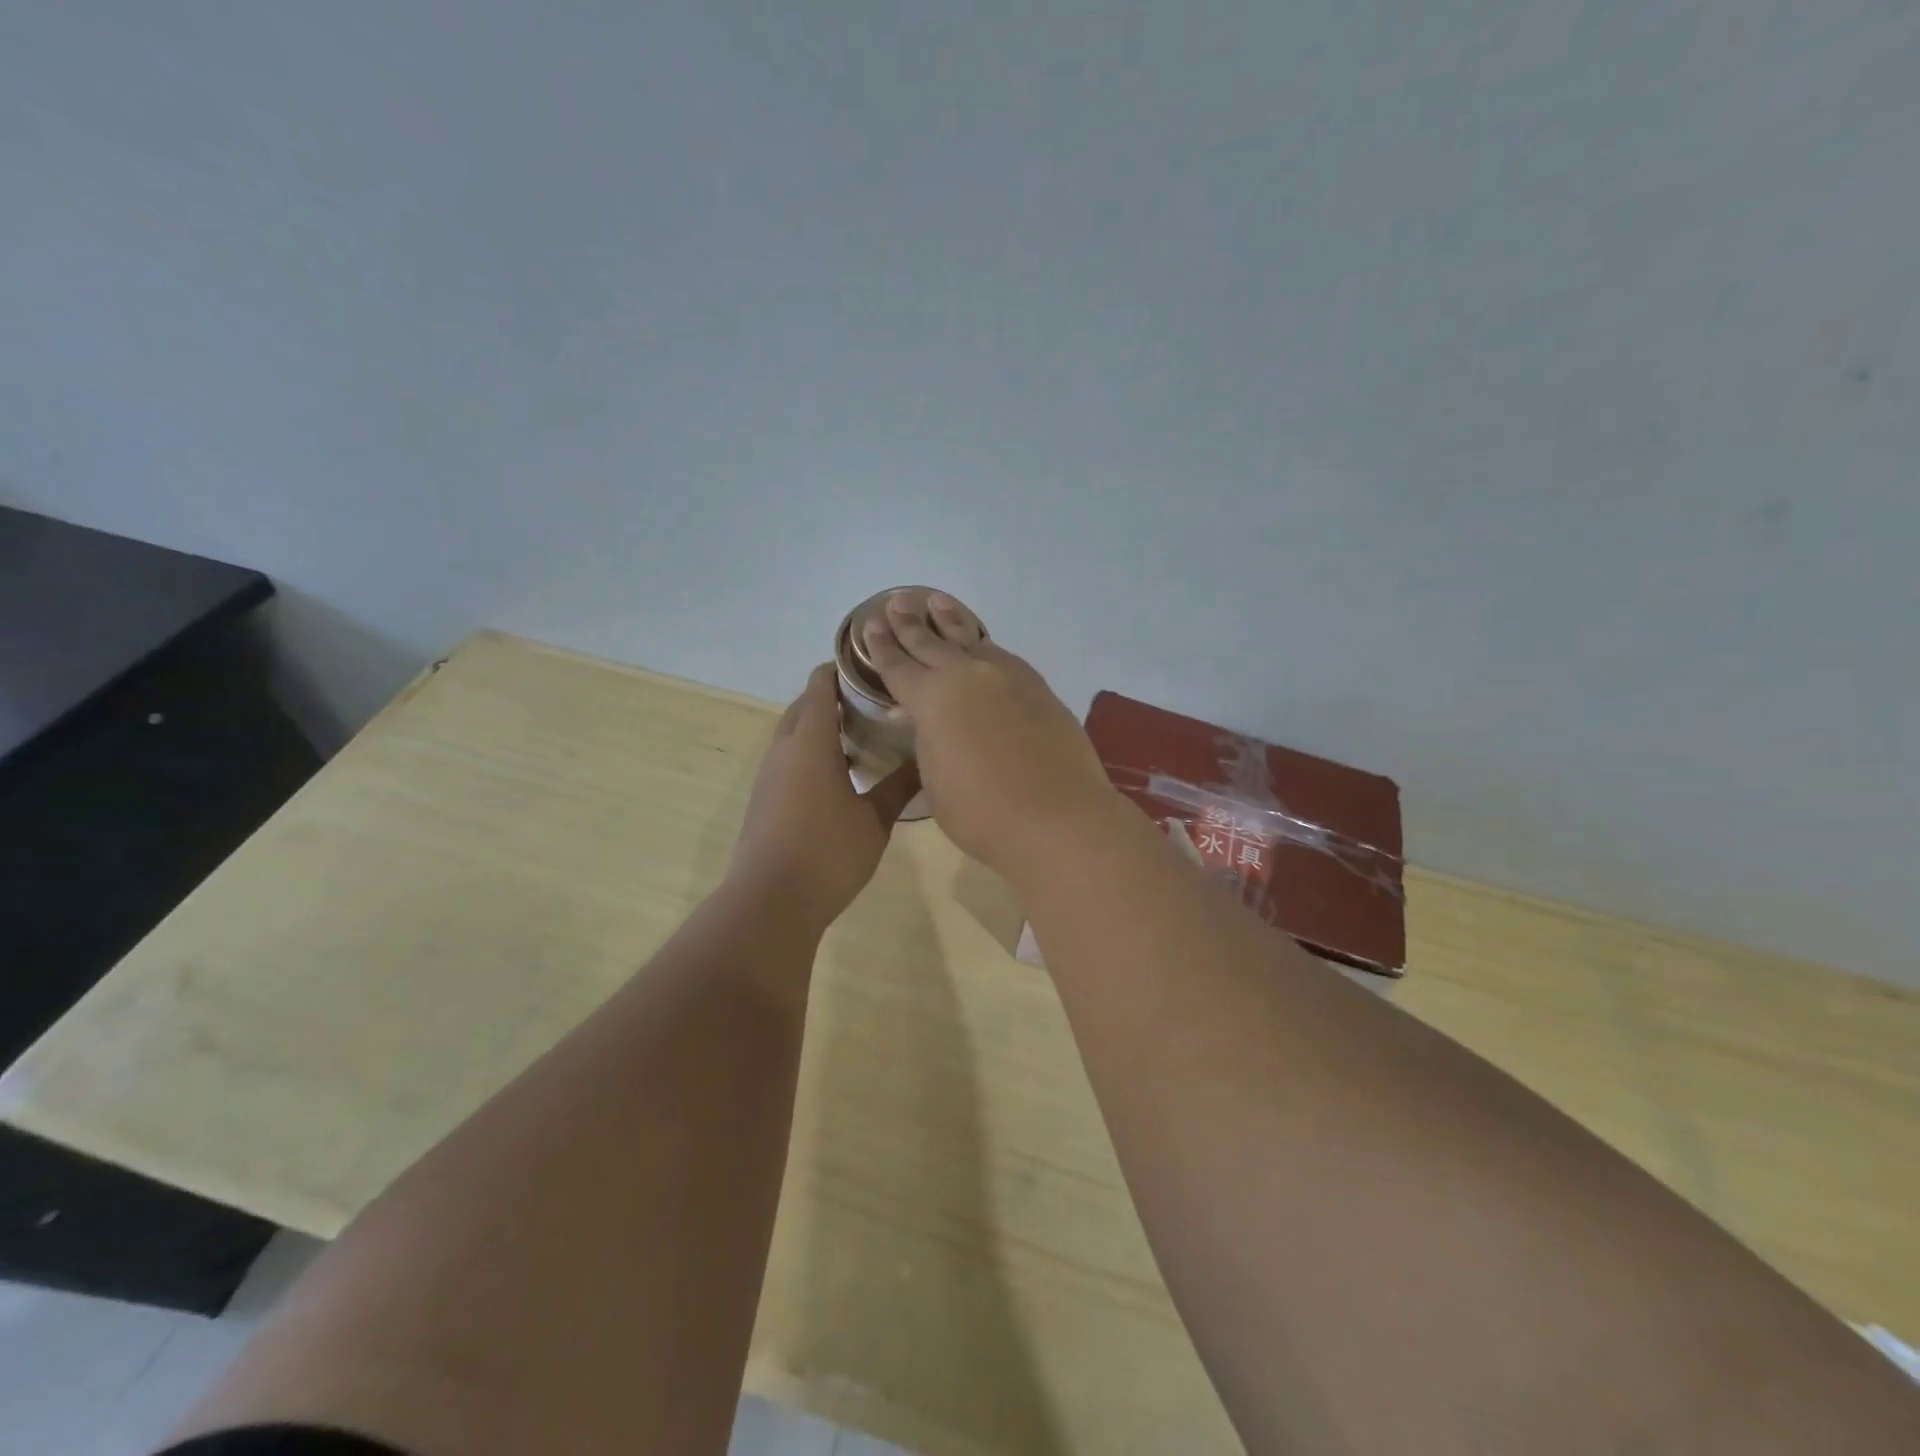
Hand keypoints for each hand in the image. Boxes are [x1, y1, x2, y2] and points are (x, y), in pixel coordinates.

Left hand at [732, 664, 919, 928]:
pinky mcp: (764, 800)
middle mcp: (783, 751)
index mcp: (810, 743)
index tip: (870, 665)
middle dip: (830, 697)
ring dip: (819, 727)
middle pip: (802, 707)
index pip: (819, 687)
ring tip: (861, 733)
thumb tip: (926, 759)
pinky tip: (840, 773)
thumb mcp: (874, 820)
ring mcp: (769, 776)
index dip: (840, 669)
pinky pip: (788, 760)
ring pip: (793, 735)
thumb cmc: (828, 853)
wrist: (771, 901)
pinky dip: (811, 753)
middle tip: (872, 700)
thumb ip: (899, 786)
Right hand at [859, 592, 1119, 875]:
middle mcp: (967, 676)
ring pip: (971, 640)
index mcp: (932, 698)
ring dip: (951, 621)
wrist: (1057, 818)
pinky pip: (1002, 656)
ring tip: (938, 602)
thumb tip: (916, 717)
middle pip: (931, 643)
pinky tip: (981, 645)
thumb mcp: (935, 780)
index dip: (881, 647)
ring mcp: (1007, 677)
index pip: (898, 666)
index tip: (871, 624)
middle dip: (910, 623)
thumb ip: (925, 741)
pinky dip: (984, 646)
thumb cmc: (981, 812)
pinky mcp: (1038, 688)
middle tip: (898, 602)